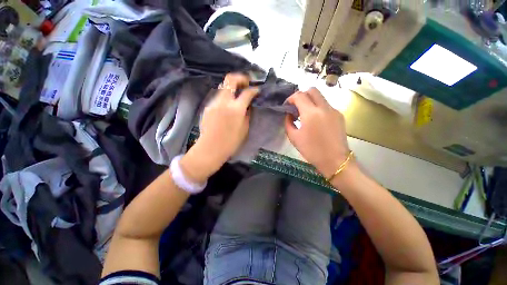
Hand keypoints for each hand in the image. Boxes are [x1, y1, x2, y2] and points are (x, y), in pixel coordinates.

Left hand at [180, 74, 257, 182]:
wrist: (210, 149)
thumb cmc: (231, 142)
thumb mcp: (244, 129)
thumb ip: (248, 114)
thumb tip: (249, 105)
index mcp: (236, 109)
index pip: (247, 92)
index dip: (254, 90)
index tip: (257, 90)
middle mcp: (224, 102)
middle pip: (230, 79)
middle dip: (240, 78)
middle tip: (246, 83)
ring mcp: (214, 103)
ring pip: (223, 88)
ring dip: (232, 89)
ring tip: (237, 96)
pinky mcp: (208, 107)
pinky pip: (218, 97)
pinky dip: (225, 98)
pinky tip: (227, 107)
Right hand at [285, 88, 350, 178]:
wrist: (335, 161)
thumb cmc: (312, 150)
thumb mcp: (294, 137)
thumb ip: (288, 123)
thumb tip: (289, 115)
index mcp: (311, 113)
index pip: (299, 95)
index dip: (290, 98)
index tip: (287, 106)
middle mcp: (324, 107)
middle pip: (312, 90)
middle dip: (301, 95)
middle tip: (295, 106)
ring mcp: (334, 110)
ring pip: (320, 96)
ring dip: (310, 101)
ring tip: (304, 114)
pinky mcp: (339, 115)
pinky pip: (326, 105)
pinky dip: (317, 107)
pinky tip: (314, 120)